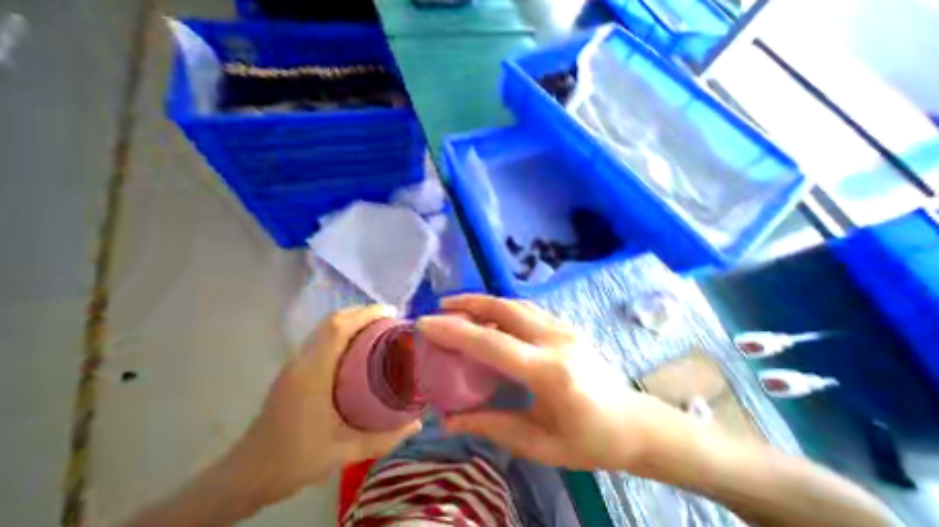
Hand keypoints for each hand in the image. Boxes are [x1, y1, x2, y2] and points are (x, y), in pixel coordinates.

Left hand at [232, 306, 423, 502]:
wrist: (245, 477)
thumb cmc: (293, 461)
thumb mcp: (343, 452)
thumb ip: (383, 439)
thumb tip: (417, 422)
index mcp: (313, 373)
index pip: (339, 327)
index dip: (366, 313)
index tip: (392, 313)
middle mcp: (302, 360)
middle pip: (333, 320)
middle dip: (363, 312)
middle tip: (390, 319)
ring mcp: (295, 361)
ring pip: (325, 326)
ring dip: (353, 318)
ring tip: (378, 325)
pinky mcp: (295, 367)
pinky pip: (322, 336)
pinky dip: (343, 329)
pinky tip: (358, 342)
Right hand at [418, 294, 673, 471]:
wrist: (635, 422)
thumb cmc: (590, 441)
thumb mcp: (540, 444)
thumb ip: (492, 427)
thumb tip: (450, 420)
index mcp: (549, 373)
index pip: (491, 343)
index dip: (454, 331)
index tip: (427, 323)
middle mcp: (555, 339)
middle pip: (504, 308)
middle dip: (468, 302)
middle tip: (442, 305)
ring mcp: (563, 327)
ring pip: (515, 303)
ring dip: (485, 301)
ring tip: (461, 306)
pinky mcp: (566, 324)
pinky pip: (528, 309)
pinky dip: (503, 307)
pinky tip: (491, 314)